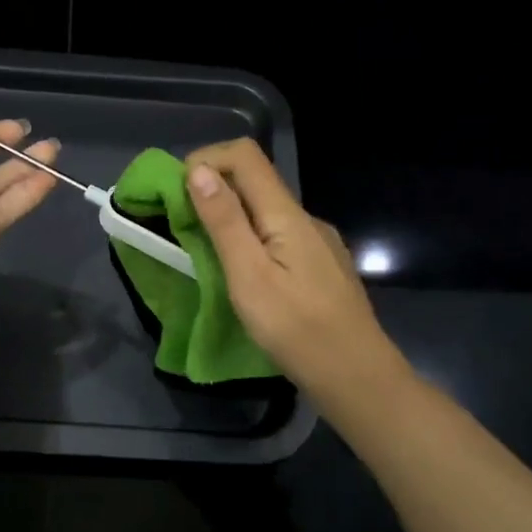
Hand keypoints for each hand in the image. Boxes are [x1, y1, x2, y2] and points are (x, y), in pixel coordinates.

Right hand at [184, 138, 404, 398]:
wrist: (356, 377)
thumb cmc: (296, 329)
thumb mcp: (249, 276)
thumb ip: (225, 222)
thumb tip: (198, 171)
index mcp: (287, 214)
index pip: (244, 155)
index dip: (205, 160)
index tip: (175, 195)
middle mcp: (305, 218)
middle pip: (254, 180)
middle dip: (212, 191)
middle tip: (182, 228)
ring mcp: (317, 243)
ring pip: (265, 212)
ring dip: (229, 219)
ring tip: (206, 256)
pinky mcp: (320, 266)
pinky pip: (278, 237)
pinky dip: (250, 241)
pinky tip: (244, 276)